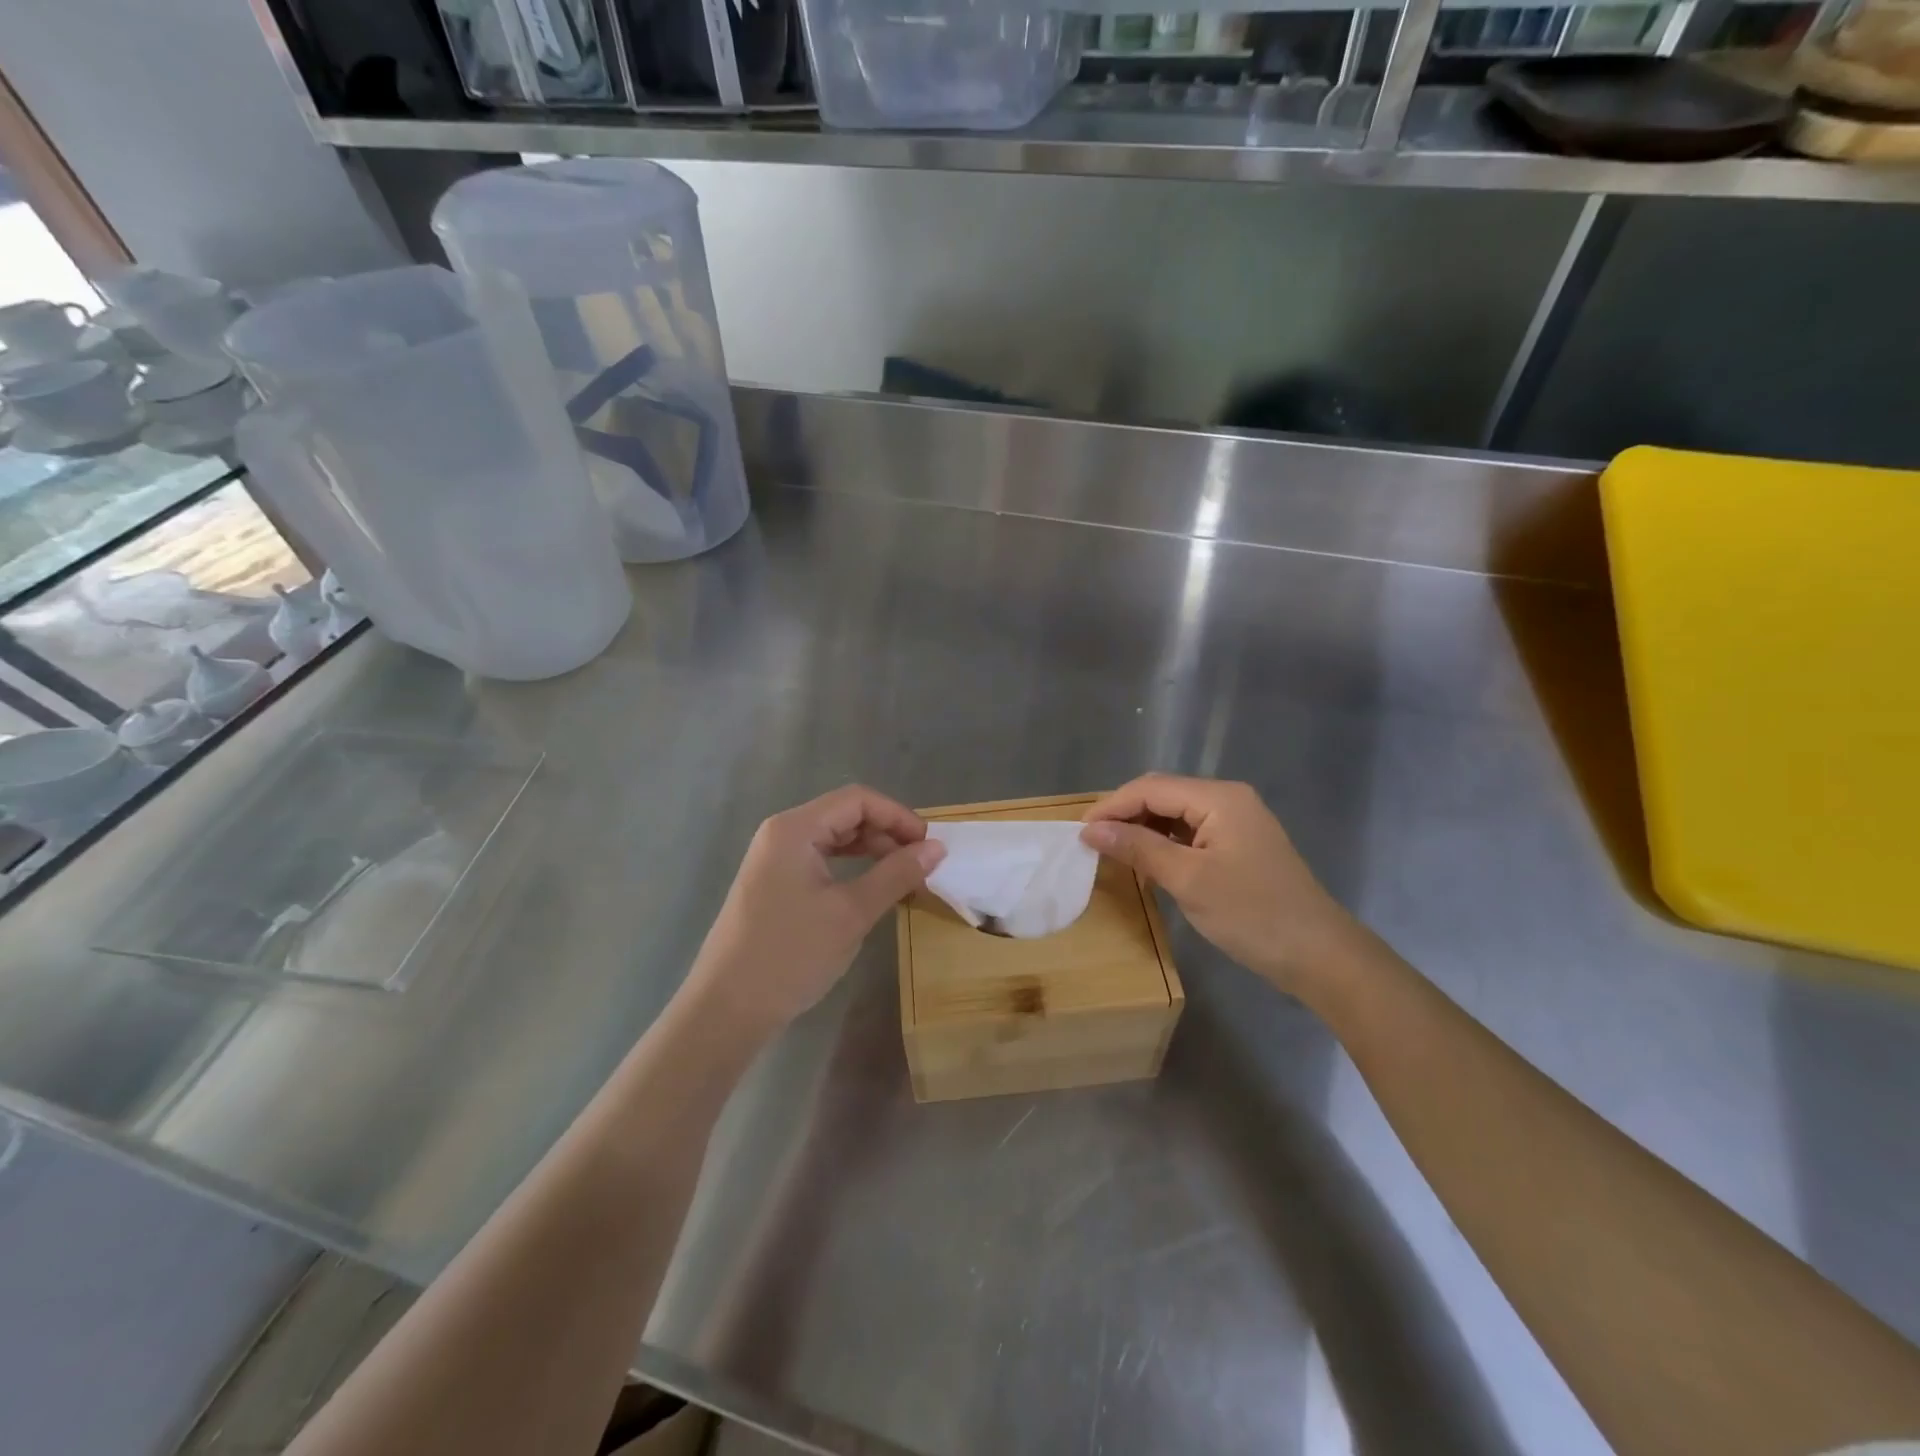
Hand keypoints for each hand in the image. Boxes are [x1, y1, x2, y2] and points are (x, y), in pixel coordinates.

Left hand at [687, 786, 945, 1033]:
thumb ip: (896, 874)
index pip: (857, 800)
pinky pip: (820, 859)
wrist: (727, 1008)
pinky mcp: (773, 883)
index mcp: (795, 829)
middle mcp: (782, 833)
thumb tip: (937, 848)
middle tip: (920, 865)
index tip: (929, 845)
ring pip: (834, 837)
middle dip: (887, 833)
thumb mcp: (852, 913)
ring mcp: (774, 859)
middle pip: (845, 814)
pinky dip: (851, 867)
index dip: (898, 816)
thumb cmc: (791, 954)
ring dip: (872, 850)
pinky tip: (871, 888)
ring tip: (903, 876)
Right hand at [1080, 775, 1354, 995]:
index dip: (1111, 807)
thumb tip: (1091, 830)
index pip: (1150, 788)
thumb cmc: (1252, 914)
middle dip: (1125, 814)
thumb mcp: (1188, 880)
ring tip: (1114, 853)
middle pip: (1163, 795)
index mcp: (1218, 798)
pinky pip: (1191, 832)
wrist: (1318, 955)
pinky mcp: (1239, 845)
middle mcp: (1228, 799)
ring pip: (1175, 814)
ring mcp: (1236, 821)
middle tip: (1093, 843)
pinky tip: (1148, 862)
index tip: (1079, 833)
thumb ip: (1138, 848)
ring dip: (1143, 829)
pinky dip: (1164, 843)